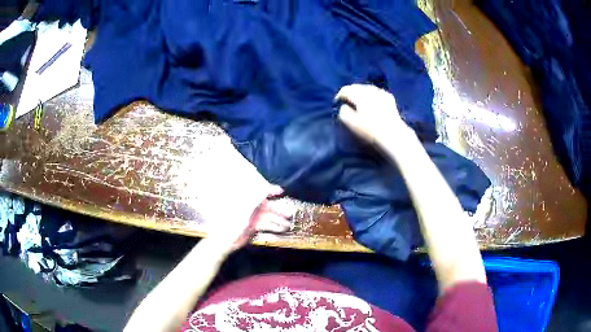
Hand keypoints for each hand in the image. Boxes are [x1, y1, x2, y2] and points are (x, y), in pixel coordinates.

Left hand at [202, 184, 294, 252]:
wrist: (223, 240)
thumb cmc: (230, 222)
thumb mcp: (243, 209)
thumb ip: (254, 200)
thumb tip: (264, 189)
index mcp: (246, 199)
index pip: (260, 191)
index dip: (270, 190)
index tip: (281, 191)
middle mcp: (250, 206)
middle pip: (267, 206)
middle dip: (278, 209)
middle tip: (289, 213)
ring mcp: (252, 217)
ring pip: (268, 216)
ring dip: (278, 219)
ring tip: (288, 223)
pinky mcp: (253, 226)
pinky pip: (266, 225)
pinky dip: (274, 226)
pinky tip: (282, 229)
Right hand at [335, 84, 409, 144]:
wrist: (392, 134)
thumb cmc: (370, 130)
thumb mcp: (352, 124)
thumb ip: (344, 113)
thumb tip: (343, 106)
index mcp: (359, 95)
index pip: (346, 90)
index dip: (339, 95)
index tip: (336, 102)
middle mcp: (370, 91)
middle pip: (356, 87)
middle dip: (350, 91)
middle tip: (346, 99)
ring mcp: (381, 93)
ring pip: (367, 87)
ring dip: (361, 91)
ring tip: (358, 99)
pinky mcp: (389, 98)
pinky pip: (377, 91)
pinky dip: (372, 93)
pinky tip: (372, 99)